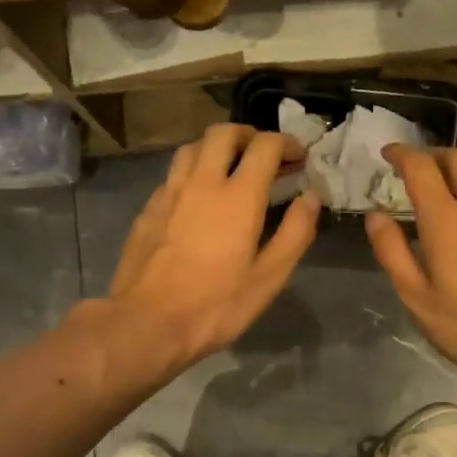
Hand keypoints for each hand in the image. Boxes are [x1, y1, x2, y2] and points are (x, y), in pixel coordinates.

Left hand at [106, 124, 319, 368]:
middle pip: (224, 133)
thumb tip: (311, 197)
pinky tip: (198, 198)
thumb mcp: (269, 278)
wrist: (146, 323)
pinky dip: (193, 172)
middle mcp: (201, 182)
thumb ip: (295, 233)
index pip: (265, 146)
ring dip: (217, 148)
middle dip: (250, 135)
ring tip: (230, 169)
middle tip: (265, 156)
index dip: (287, 144)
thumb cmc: (215, 306)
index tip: (299, 158)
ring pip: (193, 147)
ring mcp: (169, 192)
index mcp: (238, 196)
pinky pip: (173, 174)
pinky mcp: (148, 208)